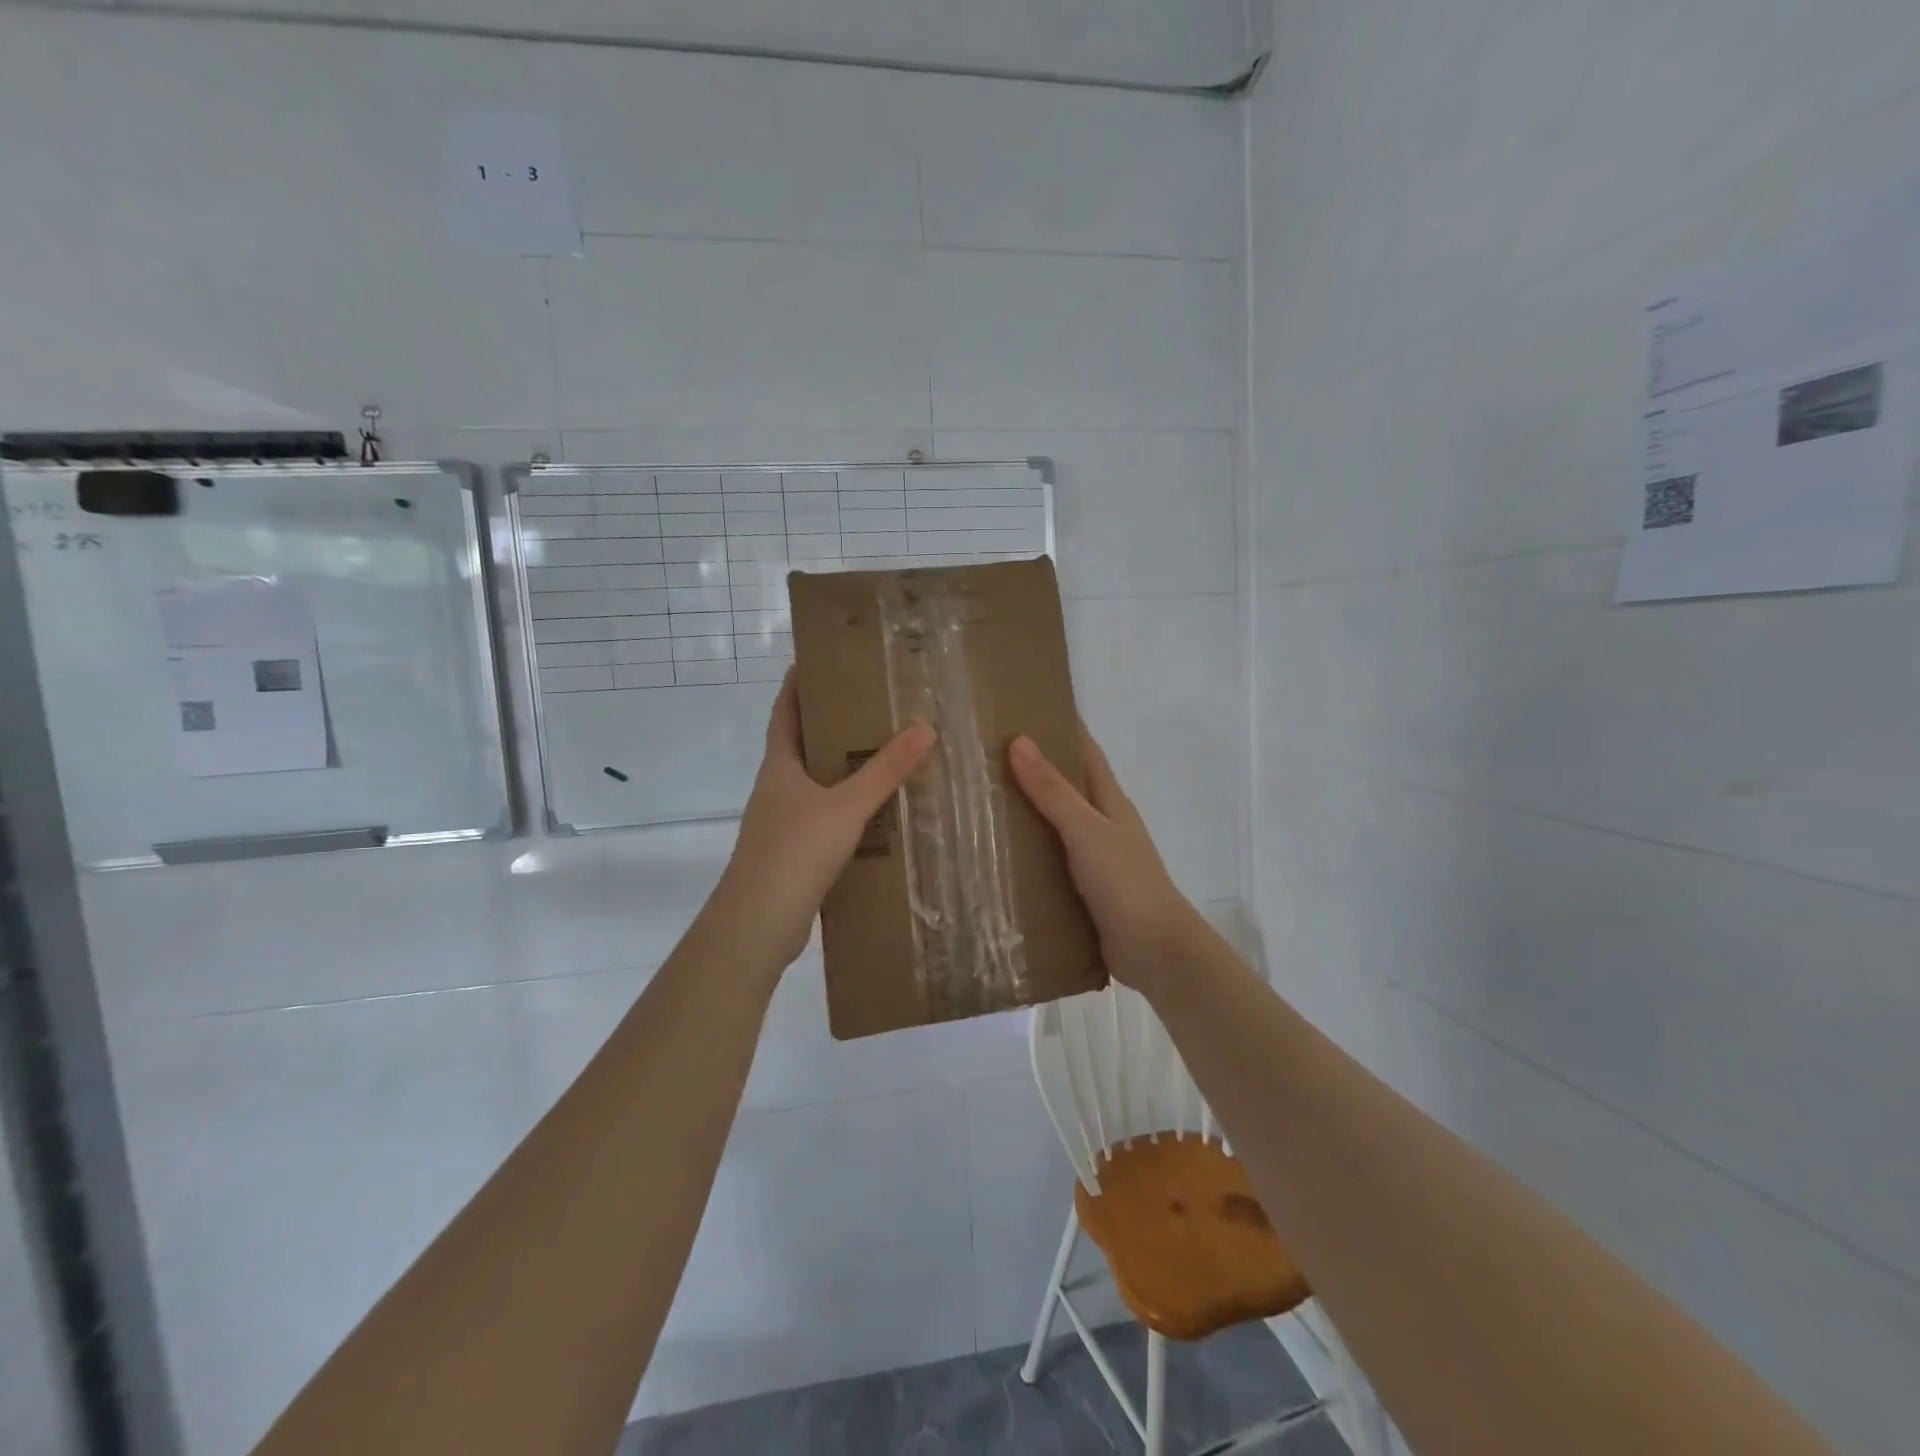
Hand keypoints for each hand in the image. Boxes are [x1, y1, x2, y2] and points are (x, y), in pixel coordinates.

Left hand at [708, 671, 935, 970]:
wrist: (760, 923)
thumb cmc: (796, 852)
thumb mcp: (847, 805)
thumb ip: (885, 770)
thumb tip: (925, 727)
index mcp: (779, 767)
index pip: (784, 712)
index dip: (796, 685)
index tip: (816, 660)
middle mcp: (776, 789)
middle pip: (800, 745)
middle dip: (828, 724)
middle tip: (868, 704)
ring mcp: (782, 823)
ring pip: (813, 784)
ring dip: (839, 768)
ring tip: (880, 754)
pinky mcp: (793, 854)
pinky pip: (823, 818)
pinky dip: (845, 808)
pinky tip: (875, 814)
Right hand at [1008, 729, 1203, 993]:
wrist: (1155, 950)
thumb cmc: (1125, 882)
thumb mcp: (1086, 830)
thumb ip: (1053, 791)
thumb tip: (1019, 740)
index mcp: (1108, 801)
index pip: (1084, 750)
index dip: (1061, 726)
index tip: (1024, 707)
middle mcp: (1100, 823)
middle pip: (1064, 786)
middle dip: (1031, 768)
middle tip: (982, 754)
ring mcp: (1091, 857)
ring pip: (1052, 824)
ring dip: (1023, 812)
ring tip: (975, 800)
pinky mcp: (1080, 889)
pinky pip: (1047, 860)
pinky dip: (1025, 853)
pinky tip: (992, 855)